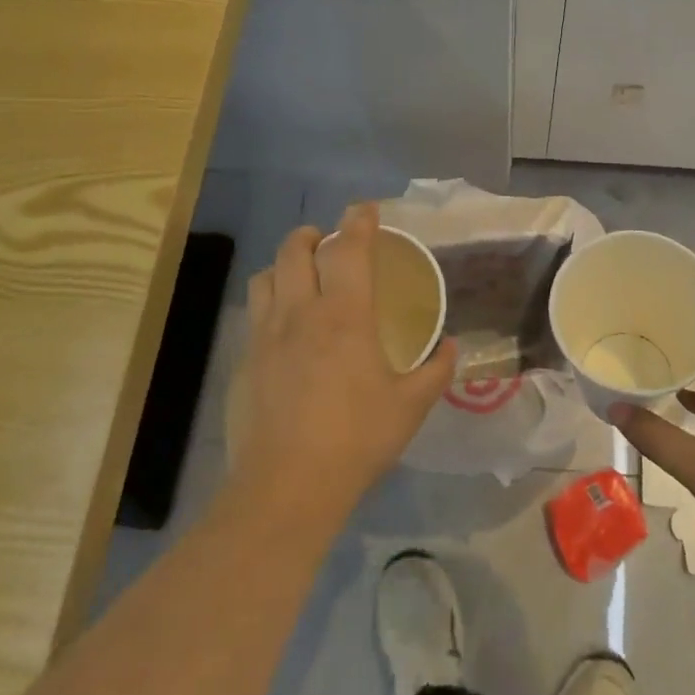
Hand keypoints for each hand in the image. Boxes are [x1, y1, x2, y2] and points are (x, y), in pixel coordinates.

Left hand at [230, 203, 457, 521]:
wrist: (286, 486)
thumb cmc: (356, 439)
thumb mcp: (410, 406)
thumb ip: (435, 370)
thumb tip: (450, 346)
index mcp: (344, 315)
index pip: (350, 249)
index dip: (359, 222)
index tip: (366, 209)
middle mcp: (300, 312)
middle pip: (296, 249)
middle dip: (313, 235)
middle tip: (329, 242)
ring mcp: (265, 336)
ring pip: (266, 276)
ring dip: (284, 264)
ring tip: (300, 277)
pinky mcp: (243, 361)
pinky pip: (254, 314)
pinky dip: (269, 304)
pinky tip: (282, 329)